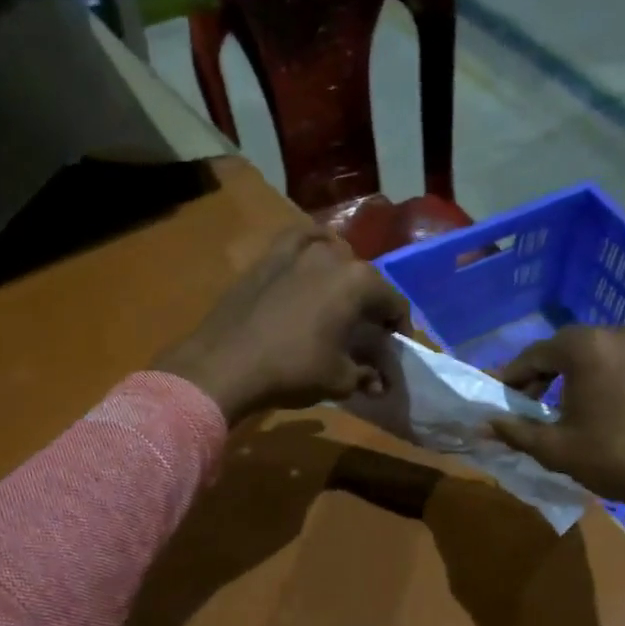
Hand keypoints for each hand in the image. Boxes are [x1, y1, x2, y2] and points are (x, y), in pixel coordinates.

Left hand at [154, 226, 409, 424]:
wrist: (225, 365)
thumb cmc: (292, 371)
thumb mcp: (340, 380)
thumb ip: (366, 376)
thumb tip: (379, 383)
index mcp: (359, 282)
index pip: (394, 303)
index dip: (399, 329)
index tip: (394, 350)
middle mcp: (333, 256)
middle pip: (366, 280)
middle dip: (372, 306)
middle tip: (367, 334)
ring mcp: (297, 251)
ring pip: (334, 256)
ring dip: (344, 277)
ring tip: (339, 303)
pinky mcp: (268, 256)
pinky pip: (299, 242)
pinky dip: (311, 247)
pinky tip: (312, 258)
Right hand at [488, 326, 624, 590]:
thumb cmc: (616, 460)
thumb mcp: (556, 450)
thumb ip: (516, 432)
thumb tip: (483, 425)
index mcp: (589, 348)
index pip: (538, 353)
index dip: (515, 374)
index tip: (504, 395)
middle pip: (576, 347)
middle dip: (552, 372)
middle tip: (538, 401)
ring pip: (614, 355)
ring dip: (592, 375)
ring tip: (585, 407)